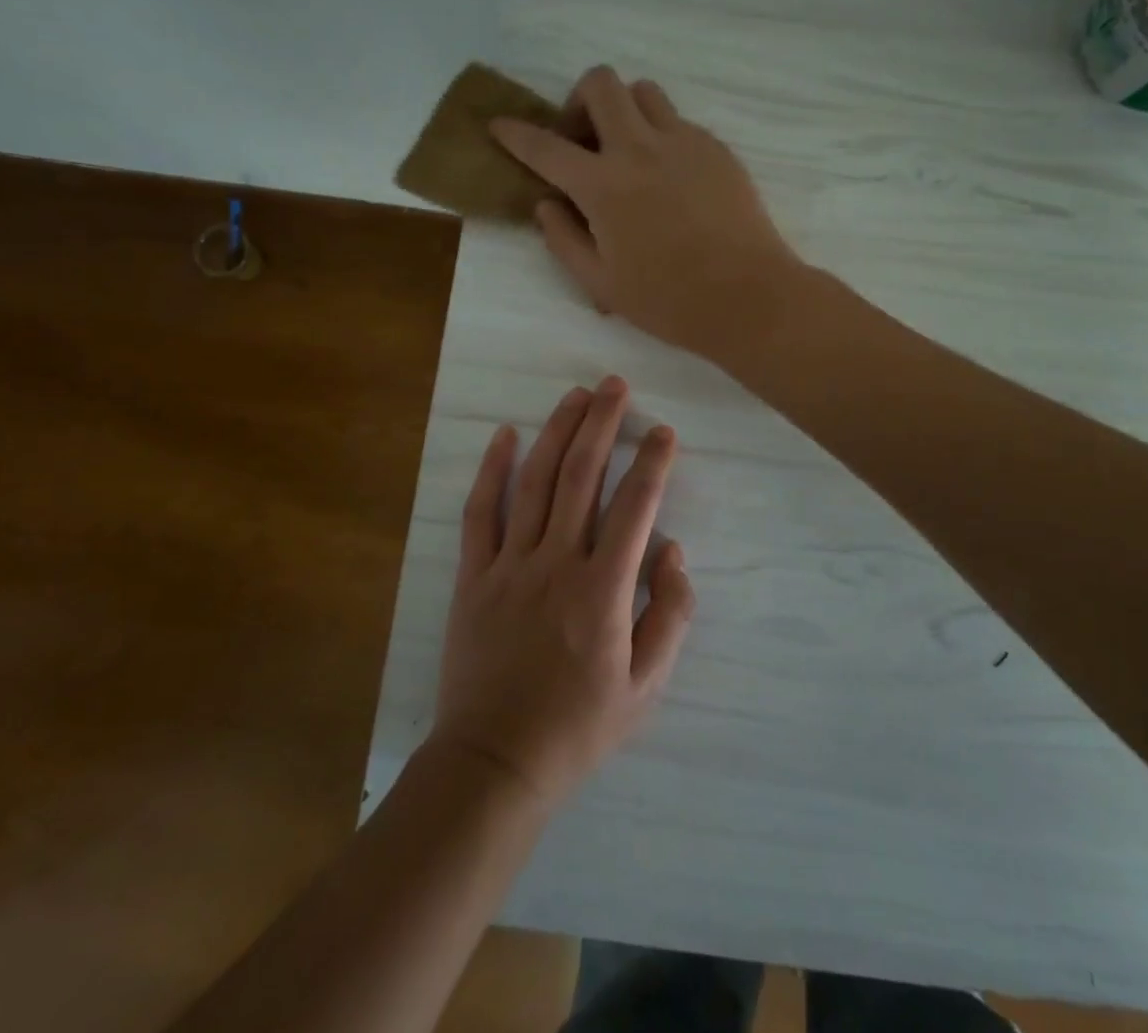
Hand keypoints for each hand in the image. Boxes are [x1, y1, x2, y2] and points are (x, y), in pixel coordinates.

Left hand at [432, 377, 694, 808]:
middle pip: (581, 476)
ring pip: (534, 481)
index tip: (665, 433)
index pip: (635, 508)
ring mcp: (510, 565)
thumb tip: (673, 553)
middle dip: (602, 424)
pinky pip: (480, 511)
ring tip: (576, 395)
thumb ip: (670, 616)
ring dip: (557, 432)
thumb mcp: (647, 688)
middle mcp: (557, 563)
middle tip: (616, 386)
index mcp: (603, 591)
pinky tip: (505, 435)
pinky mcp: (474, 575)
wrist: (495, 762)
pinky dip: (492, 469)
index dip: (653, 464)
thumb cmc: (578, 727)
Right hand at [490, 67, 805, 360]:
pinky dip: (661, 135)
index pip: (545, 146)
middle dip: (579, 99)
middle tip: (584, 139)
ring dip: (624, 110)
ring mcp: (684, 142)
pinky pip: (679, 121)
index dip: (515, 133)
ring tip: (628, 150)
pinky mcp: (716, 149)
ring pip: (644, 92)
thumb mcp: (600, 283)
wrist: (747, 296)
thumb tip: (546, 203)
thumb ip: (563, 238)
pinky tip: (670, 177)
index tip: (500, 125)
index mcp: (603, 186)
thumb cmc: (668, 300)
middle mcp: (640, 149)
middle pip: (601, 84)